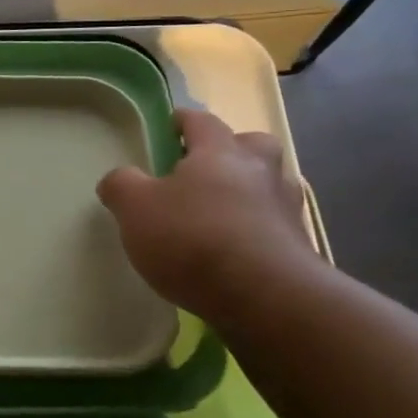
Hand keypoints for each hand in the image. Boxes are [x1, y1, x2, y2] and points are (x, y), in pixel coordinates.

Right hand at [96, 108, 316, 321]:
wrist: (266, 297)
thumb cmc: (193, 238)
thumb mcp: (135, 208)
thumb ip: (121, 186)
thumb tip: (117, 179)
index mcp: (220, 152)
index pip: (201, 121)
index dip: (183, 120)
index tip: (169, 125)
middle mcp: (260, 171)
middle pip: (252, 145)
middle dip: (231, 150)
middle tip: (205, 169)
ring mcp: (286, 209)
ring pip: (269, 185)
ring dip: (249, 191)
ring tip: (220, 214)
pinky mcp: (300, 247)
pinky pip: (275, 226)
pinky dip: (257, 230)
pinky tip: (236, 251)